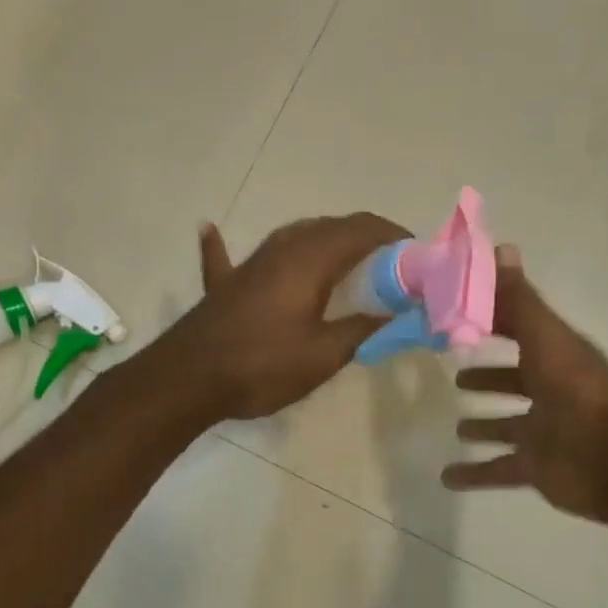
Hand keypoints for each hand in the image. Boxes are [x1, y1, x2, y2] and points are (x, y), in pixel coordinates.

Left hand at [160, 213, 408, 420]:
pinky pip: (227, 256)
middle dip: (366, 240)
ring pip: (295, 237)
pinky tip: (209, 228)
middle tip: (392, 269)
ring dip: (324, 243)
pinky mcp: (225, 284)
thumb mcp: (324, 355)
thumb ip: (362, 329)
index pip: (363, 229)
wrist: (189, 379)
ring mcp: (249, 262)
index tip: (417, 256)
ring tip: (348, 265)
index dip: (394, 236)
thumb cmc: (263, 365)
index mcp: (310, 258)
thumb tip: (396, 314)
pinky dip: (226, 245)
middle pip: (331, 228)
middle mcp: (281, 248)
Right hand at [441, 246, 607, 524]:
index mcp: (552, 356)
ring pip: (506, 427)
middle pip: (511, 380)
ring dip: (483, 426)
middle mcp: (547, 391)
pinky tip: (447, 477)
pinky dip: (473, 475)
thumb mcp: (544, 337)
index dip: (490, 321)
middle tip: (455, 373)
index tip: (456, 316)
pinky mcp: (535, 467)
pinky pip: (497, 471)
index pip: (517, 330)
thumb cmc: (577, 390)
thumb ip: (519, 300)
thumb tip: (501, 247)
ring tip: (456, 425)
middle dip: (487, 377)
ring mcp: (542, 431)